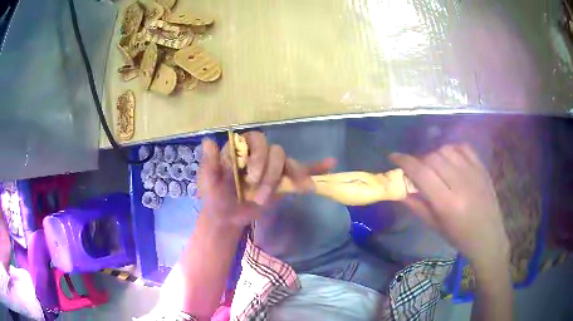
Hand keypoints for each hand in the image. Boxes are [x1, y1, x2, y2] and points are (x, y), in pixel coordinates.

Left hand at [199, 131, 335, 227]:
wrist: (228, 217)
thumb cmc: (216, 198)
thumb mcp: (209, 183)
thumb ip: (210, 163)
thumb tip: (209, 141)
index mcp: (241, 151)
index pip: (254, 140)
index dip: (257, 155)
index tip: (251, 177)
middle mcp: (258, 155)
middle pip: (274, 151)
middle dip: (270, 173)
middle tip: (260, 195)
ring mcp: (273, 167)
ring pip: (288, 161)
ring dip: (289, 177)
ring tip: (283, 194)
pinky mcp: (283, 180)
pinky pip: (302, 170)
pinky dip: (315, 167)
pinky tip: (331, 163)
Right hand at [390, 144, 508, 271]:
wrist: (488, 237)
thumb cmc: (459, 237)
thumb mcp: (435, 226)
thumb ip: (416, 205)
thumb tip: (399, 188)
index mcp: (447, 203)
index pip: (421, 173)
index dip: (404, 161)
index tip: (393, 157)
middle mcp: (460, 183)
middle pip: (433, 157)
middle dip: (420, 161)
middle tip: (417, 171)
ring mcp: (474, 172)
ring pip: (446, 149)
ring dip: (435, 155)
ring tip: (434, 167)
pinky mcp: (482, 167)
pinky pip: (463, 147)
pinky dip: (452, 149)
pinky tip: (450, 160)